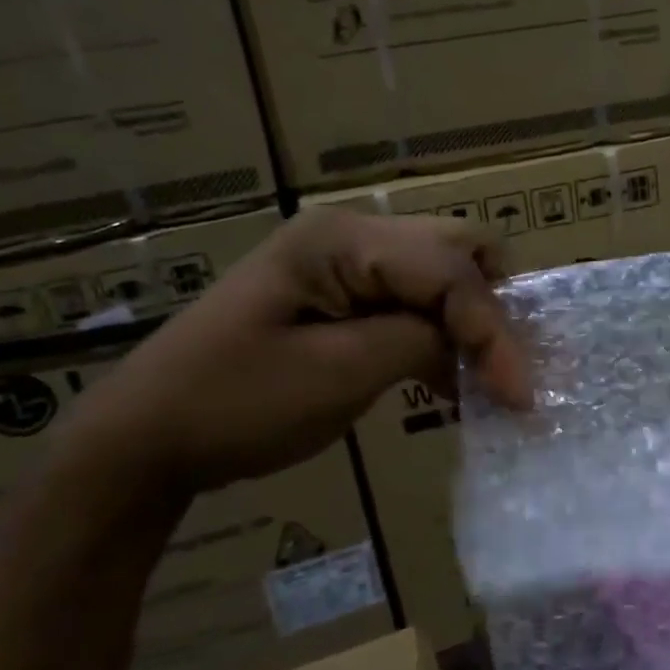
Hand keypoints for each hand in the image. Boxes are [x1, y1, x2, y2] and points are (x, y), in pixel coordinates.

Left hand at [65, 209, 530, 498]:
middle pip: (456, 250)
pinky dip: (441, 336)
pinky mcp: (342, 294)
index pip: (449, 270)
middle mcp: (350, 233)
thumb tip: (474, 342)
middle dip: (492, 310)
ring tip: (490, 383)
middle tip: (507, 373)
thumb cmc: (234, 404)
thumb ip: (419, 342)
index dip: (493, 331)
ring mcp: (344, 261)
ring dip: (471, 324)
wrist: (147, 435)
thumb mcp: (337, 375)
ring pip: (441, 274)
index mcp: (341, 240)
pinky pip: (413, 301)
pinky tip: (451, 382)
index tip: (522, 397)